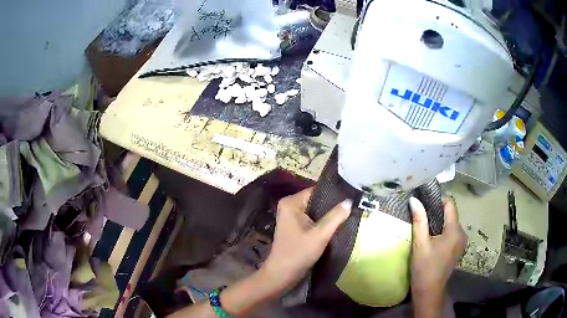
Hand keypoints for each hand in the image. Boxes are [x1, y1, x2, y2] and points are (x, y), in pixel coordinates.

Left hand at [262, 187, 351, 292]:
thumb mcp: (320, 234)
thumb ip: (335, 216)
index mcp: (291, 203)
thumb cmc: (299, 253)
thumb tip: (349, 200)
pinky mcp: (294, 226)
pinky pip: (312, 218)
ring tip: (348, 213)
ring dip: (328, 214)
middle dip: (332, 205)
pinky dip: (322, 221)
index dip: (333, 193)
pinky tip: (336, 223)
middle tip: (352, 206)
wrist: (282, 273)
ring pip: (315, 210)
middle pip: (316, 200)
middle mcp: (289, 205)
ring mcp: (291, 216)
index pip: (316, 191)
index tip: (351, 196)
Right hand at [409, 197, 466, 316]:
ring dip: (439, 223)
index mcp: (455, 231)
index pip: (450, 204)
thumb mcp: (420, 244)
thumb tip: (414, 199)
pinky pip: (452, 232)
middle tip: (421, 220)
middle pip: (451, 214)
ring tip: (425, 231)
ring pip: (451, 223)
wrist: (429, 291)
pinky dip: (442, 232)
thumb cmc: (424, 268)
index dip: (437, 202)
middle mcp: (462, 233)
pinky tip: (432, 241)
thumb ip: (419, 220)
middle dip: (437, 213)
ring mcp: (462, 242)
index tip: (424, 207)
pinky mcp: (458, 248)